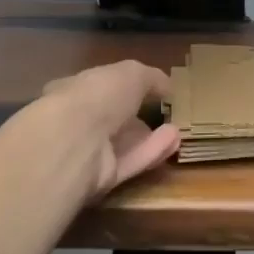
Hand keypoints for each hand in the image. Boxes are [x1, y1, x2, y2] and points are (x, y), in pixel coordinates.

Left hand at [38, 60, 181, 199]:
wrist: (76, 142)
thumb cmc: (99, 95)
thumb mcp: (132, 73)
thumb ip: (151, 78)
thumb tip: (167, 86)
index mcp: (75, 89)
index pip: (97, 87)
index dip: (121, 86)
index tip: (147, 89)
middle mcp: (77, 121)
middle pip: (110, 119)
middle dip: (136, 116)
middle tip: (164, 113)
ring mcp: (87, 152)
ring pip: (122, 143)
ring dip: (149, 136)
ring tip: (177, 128)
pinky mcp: (100, 180)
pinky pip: (129, 163)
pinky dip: (151, 152)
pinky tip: (174, 141)